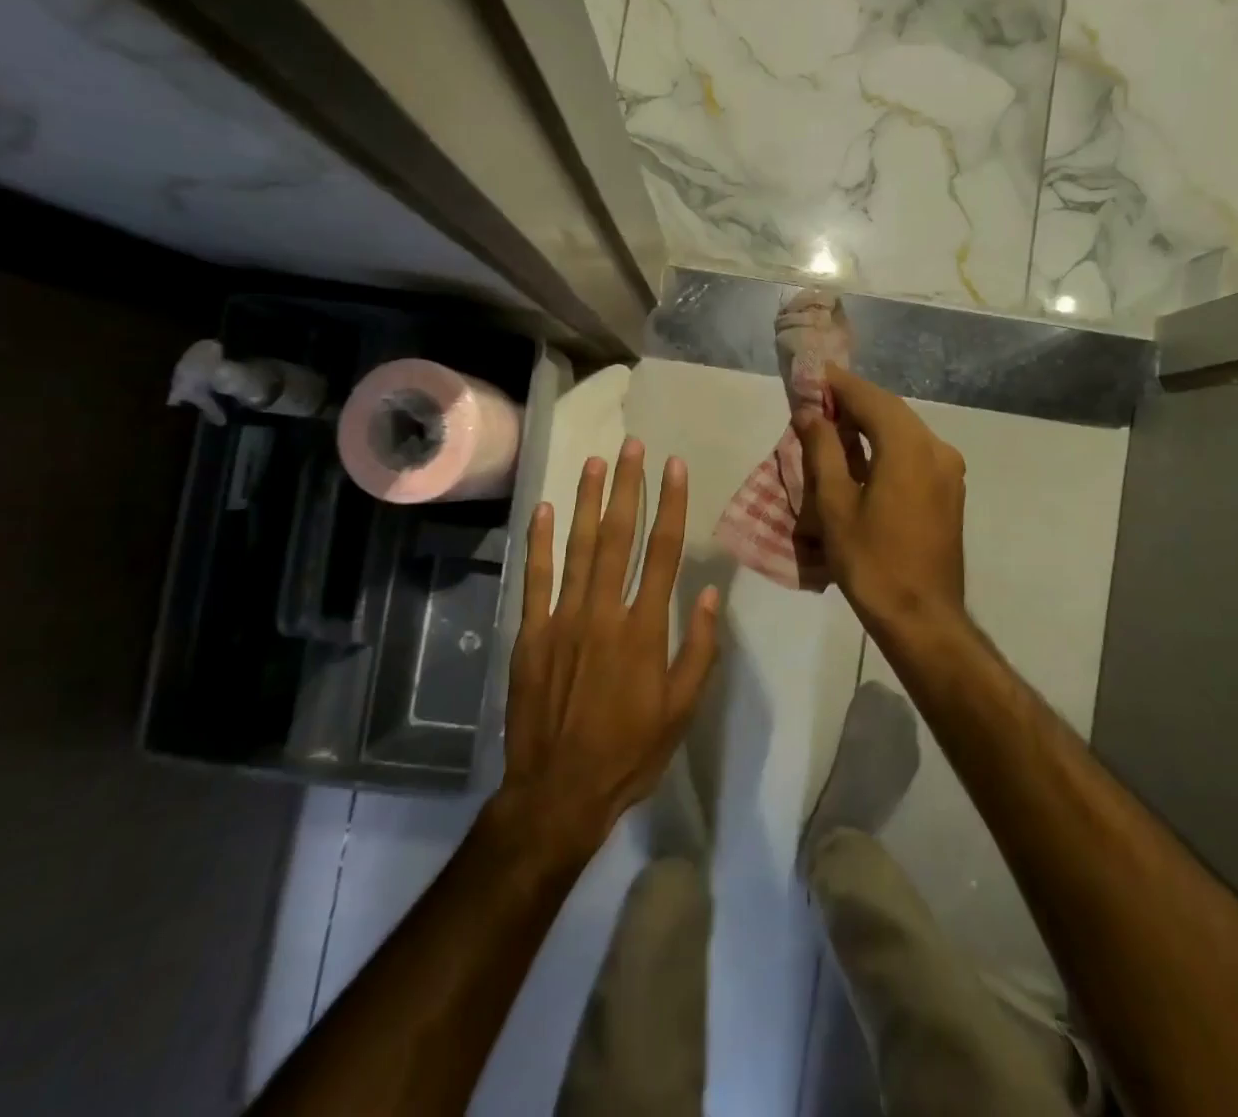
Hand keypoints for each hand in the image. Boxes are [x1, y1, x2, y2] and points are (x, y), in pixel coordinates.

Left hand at [498, 439, 719, 862]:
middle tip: (631, 446)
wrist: (558, 791)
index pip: (663, 552)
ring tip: (594, 462)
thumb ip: (697, 648)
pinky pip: (536, 578)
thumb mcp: (681, 710)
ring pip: (577, 547)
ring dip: (586, 501)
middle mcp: (604, 611)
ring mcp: (563, 619)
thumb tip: (706, 592)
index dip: (671, 504)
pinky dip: (539, 542)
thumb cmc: (629, 752)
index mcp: (644, 629)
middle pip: (618, 536)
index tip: (674, 467)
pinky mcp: (531, 633)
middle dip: (627, 486)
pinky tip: (543, 510)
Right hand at [795, 365, 967, 637]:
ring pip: (905, 430)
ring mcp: (948, 471)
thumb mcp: (836, 505)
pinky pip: (915, 451)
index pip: (871, 399)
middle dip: (855, 401)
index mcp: (909, 447)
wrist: (922, 617)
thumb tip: (810, 413)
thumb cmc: (872, 561)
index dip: (840, 384)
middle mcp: (937, 448)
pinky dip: (887, 443)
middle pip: (891, 411)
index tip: (813, 373)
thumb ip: (823, 451)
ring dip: (871, 422)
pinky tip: (864, 454)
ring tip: (835, 424)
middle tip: (818, 397)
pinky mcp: (949, 491)